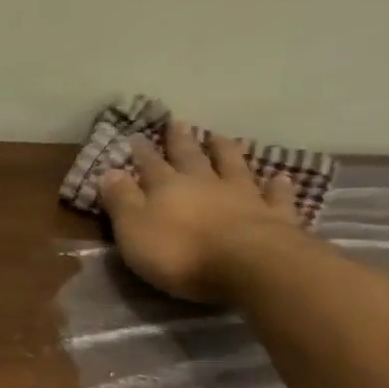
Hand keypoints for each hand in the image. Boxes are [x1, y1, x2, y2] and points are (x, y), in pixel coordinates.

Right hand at [98, 120, 301, 303]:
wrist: (247, 265)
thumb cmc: (180, 252)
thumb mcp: (134, 229)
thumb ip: (121, 200)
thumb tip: (109, 171)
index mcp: (167, 188)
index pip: (150, 166)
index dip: (141, 153)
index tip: (135, 137)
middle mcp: (205, 183)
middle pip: (191, 158)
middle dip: (181, 142)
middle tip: (178, 123)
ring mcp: (243, 196)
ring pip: (232, 166)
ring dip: (225, 150)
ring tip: (220, 136)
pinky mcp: (274, 216)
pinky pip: (275, 196)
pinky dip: (276, 185)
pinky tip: (279, 177)